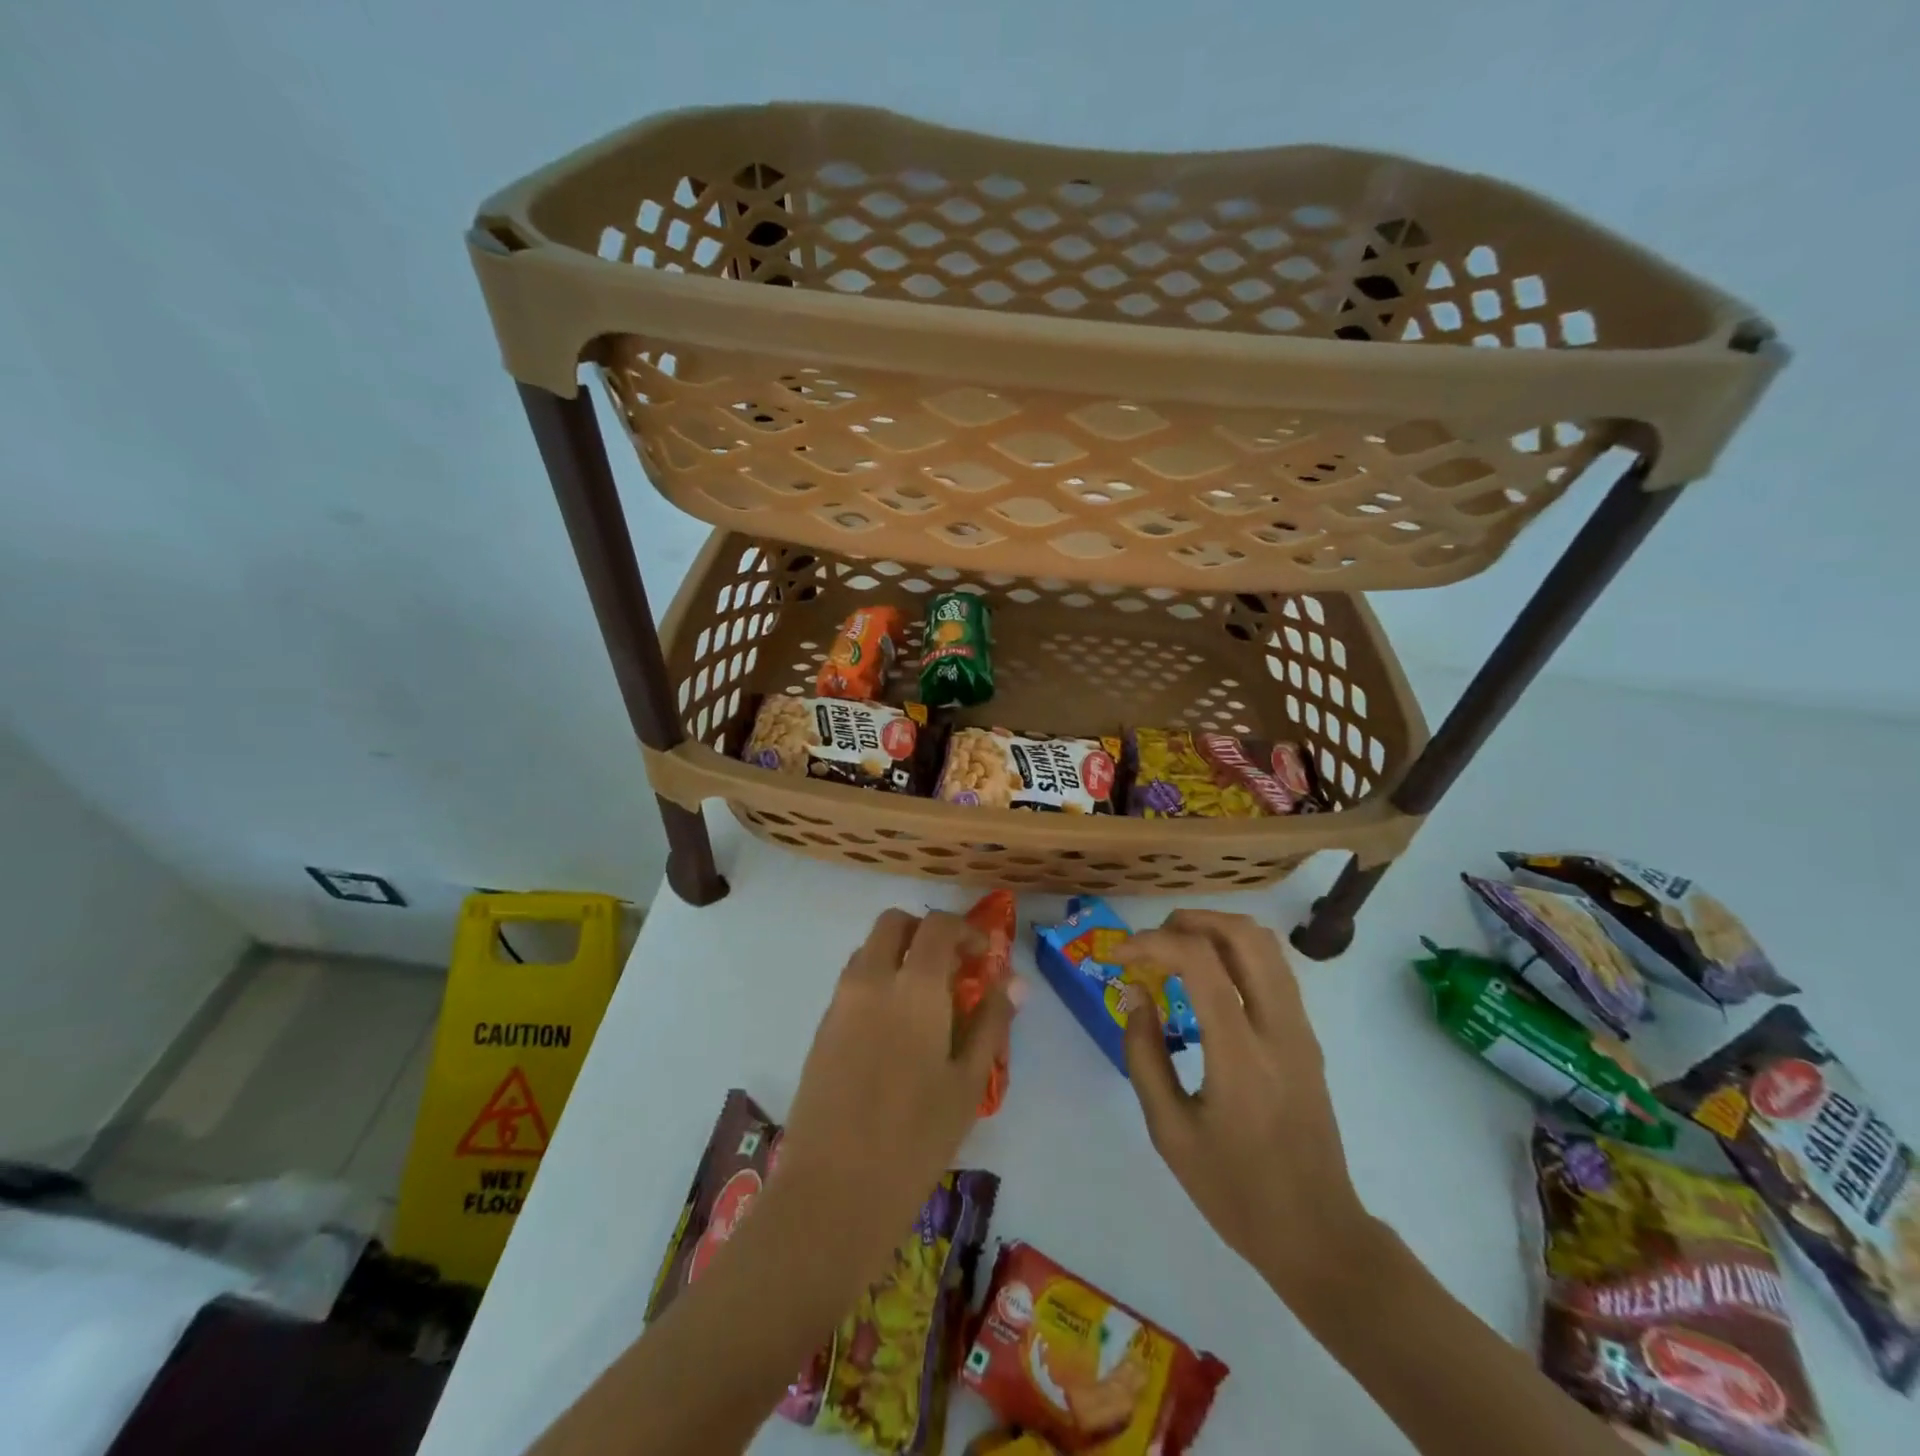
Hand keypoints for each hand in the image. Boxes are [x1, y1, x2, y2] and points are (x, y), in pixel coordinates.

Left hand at [772, 909, 1021, 1273]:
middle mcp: (871, 979)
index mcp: (914, 986)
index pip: (938, 926)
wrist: (833, 1190)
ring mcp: (840, 1002)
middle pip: (893, 922)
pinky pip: (852, 981)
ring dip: (898, 954)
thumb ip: (991, 1022)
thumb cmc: (916, 1138)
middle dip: (924, 930)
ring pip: (868, 949)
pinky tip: (894, 1029)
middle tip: (950, 965)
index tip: (983, 955)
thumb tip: (1014, 981)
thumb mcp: (968, 1083)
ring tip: (924, 1000)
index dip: (966, 930)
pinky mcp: (821, 1027)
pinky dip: (877, 980)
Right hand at [1116, 910, 1379, 1305]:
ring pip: (1266, 945)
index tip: (1118, 957)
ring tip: (1174, 951)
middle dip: (1189, 922)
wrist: (1317, 1234)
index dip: (1152, 943)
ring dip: (1215, 931)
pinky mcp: (1307, 1038)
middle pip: (1243, 935)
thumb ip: (1145, 1055)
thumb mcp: (1170, 1133)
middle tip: (1150, 944)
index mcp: (1241, 1055)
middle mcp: (1278, 1028)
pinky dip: (1235, 953)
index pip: (1200, 962)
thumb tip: (1135, 995)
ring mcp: (1300, 1030)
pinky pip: (1274, 970)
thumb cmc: (1235, 1191)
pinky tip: (1206, 980)